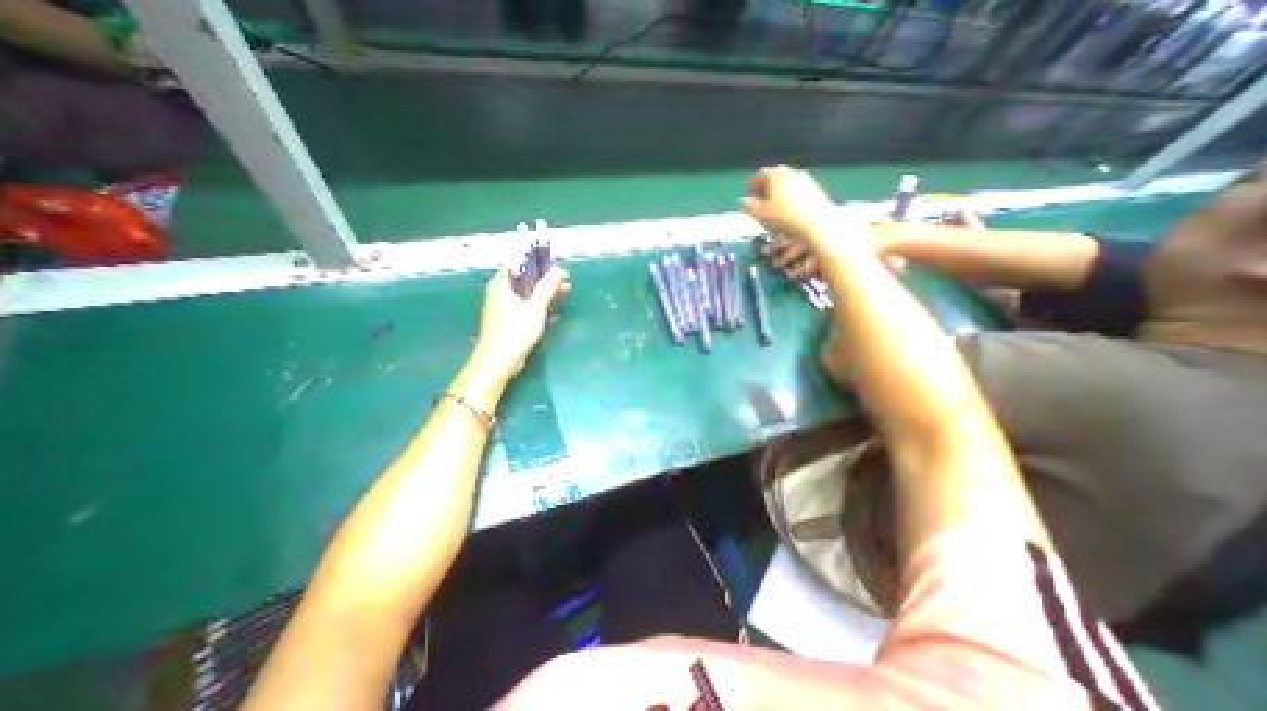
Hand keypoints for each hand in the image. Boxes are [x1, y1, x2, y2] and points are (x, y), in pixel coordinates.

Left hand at [472, 267, 572, 378]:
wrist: (499, 360)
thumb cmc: (515, 331)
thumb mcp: (536, 307)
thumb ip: (547, 287)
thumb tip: (558, 271)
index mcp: (501, 284)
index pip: (519, 263)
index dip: (539, 261)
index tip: (556, 265)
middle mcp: (500, 291)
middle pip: (524, 277)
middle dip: (545, 277)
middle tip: (564, 278)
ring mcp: (504, 306)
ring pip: (526, 291)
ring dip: (544, 290)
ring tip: (564, 289)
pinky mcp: (509, 318)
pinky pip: (525, 303)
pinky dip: (538, 302)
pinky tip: (552, 304)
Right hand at [738, 165, 838, 242]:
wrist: (816, 223)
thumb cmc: (783, 217)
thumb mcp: (760, 214)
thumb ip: (748, 206)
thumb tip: (742, 201)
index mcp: (777, 174)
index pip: (761, 174)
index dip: (752, 182)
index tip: (747, 190)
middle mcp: (792, 172)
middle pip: (775, 177)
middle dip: (766, 187)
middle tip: (758, 198)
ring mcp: (806, 180)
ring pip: (787, 184)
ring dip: (778, 193)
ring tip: (772, 206)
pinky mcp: (816, 191)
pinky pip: (797, 192)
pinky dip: (789, 198)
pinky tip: (787, 211)